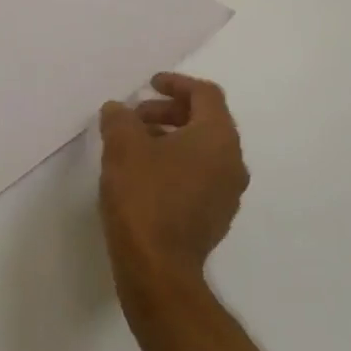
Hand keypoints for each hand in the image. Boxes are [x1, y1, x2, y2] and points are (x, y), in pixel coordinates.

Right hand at [97, 73, 248, 303]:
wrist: (158, 266)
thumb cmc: (143, 197)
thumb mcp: (122, 147)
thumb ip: (120, 119)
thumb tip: (119, 110)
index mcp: (218, 138)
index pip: (205, 95)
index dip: (176, 83)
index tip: (149, 84)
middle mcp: (232, 162)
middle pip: (206, 121)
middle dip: (169, 112)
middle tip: (134, 117)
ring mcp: (227, 193)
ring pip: (201, 150)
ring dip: (170, 138)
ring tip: (134, 145)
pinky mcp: (214, 216)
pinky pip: (198, 175)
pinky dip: (174, 163)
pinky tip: (143, 175)